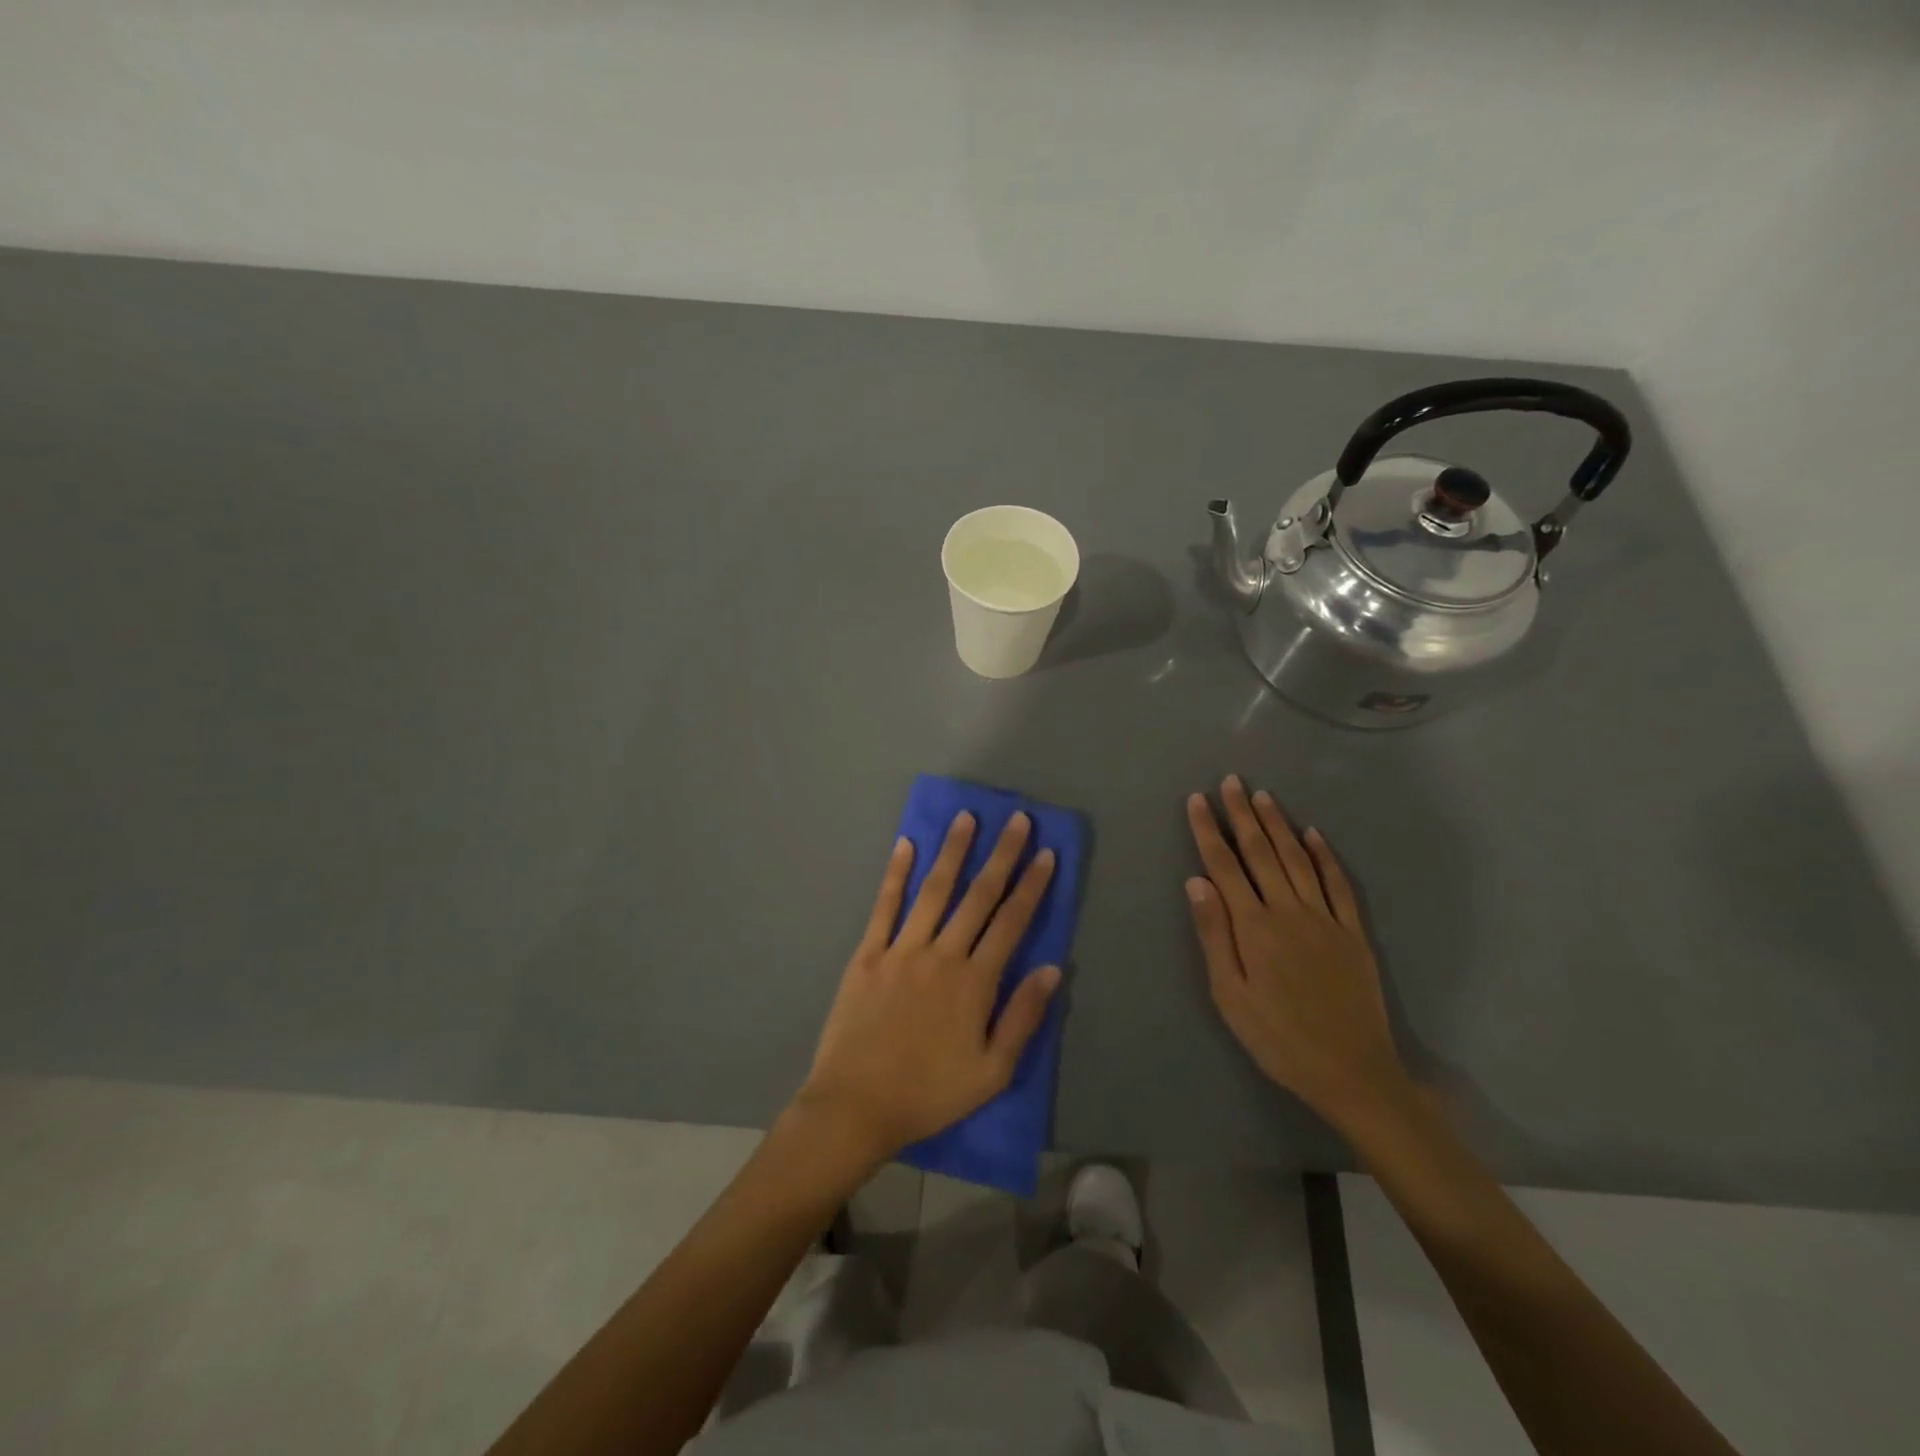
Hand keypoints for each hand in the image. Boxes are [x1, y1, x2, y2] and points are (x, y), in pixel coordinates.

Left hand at [795, 810, 1060, 1162]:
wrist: (856, 1106)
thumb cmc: (929, 1093)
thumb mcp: (991, 1071)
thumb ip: (1023, 1017)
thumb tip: (1053, 968)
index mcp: (975, 982)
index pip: (1011, 922)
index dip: (1031, 885)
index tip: (1045, 853)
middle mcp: (942, 954)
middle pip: (978, 896)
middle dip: (1001, 855)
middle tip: (1016, 819)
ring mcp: (901, 949)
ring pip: (933, 890)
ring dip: (952, 852)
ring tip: (965, 818)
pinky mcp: (867, 954)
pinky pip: (884, 906)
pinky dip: (895, 874)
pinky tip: (905, 845)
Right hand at [1184, 775, 1409, 1129]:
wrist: (1351, 1071)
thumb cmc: (1277, 1038)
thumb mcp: (1229, 994)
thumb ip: (1214, 935)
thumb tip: (1196, 881)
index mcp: (1254, 926)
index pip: (1224, 866)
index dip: (1209, 831)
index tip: (1198, 800)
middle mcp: (1288, 910)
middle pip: (1261, 853)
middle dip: (1243, 815)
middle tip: (1231, 781)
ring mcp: (1325, 918)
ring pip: (1297, 860)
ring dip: (1279, 825)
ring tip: (1263, 796)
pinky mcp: (1352, 932)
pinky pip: (1338, 884)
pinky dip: (1324, 856)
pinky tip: (1314, 835)